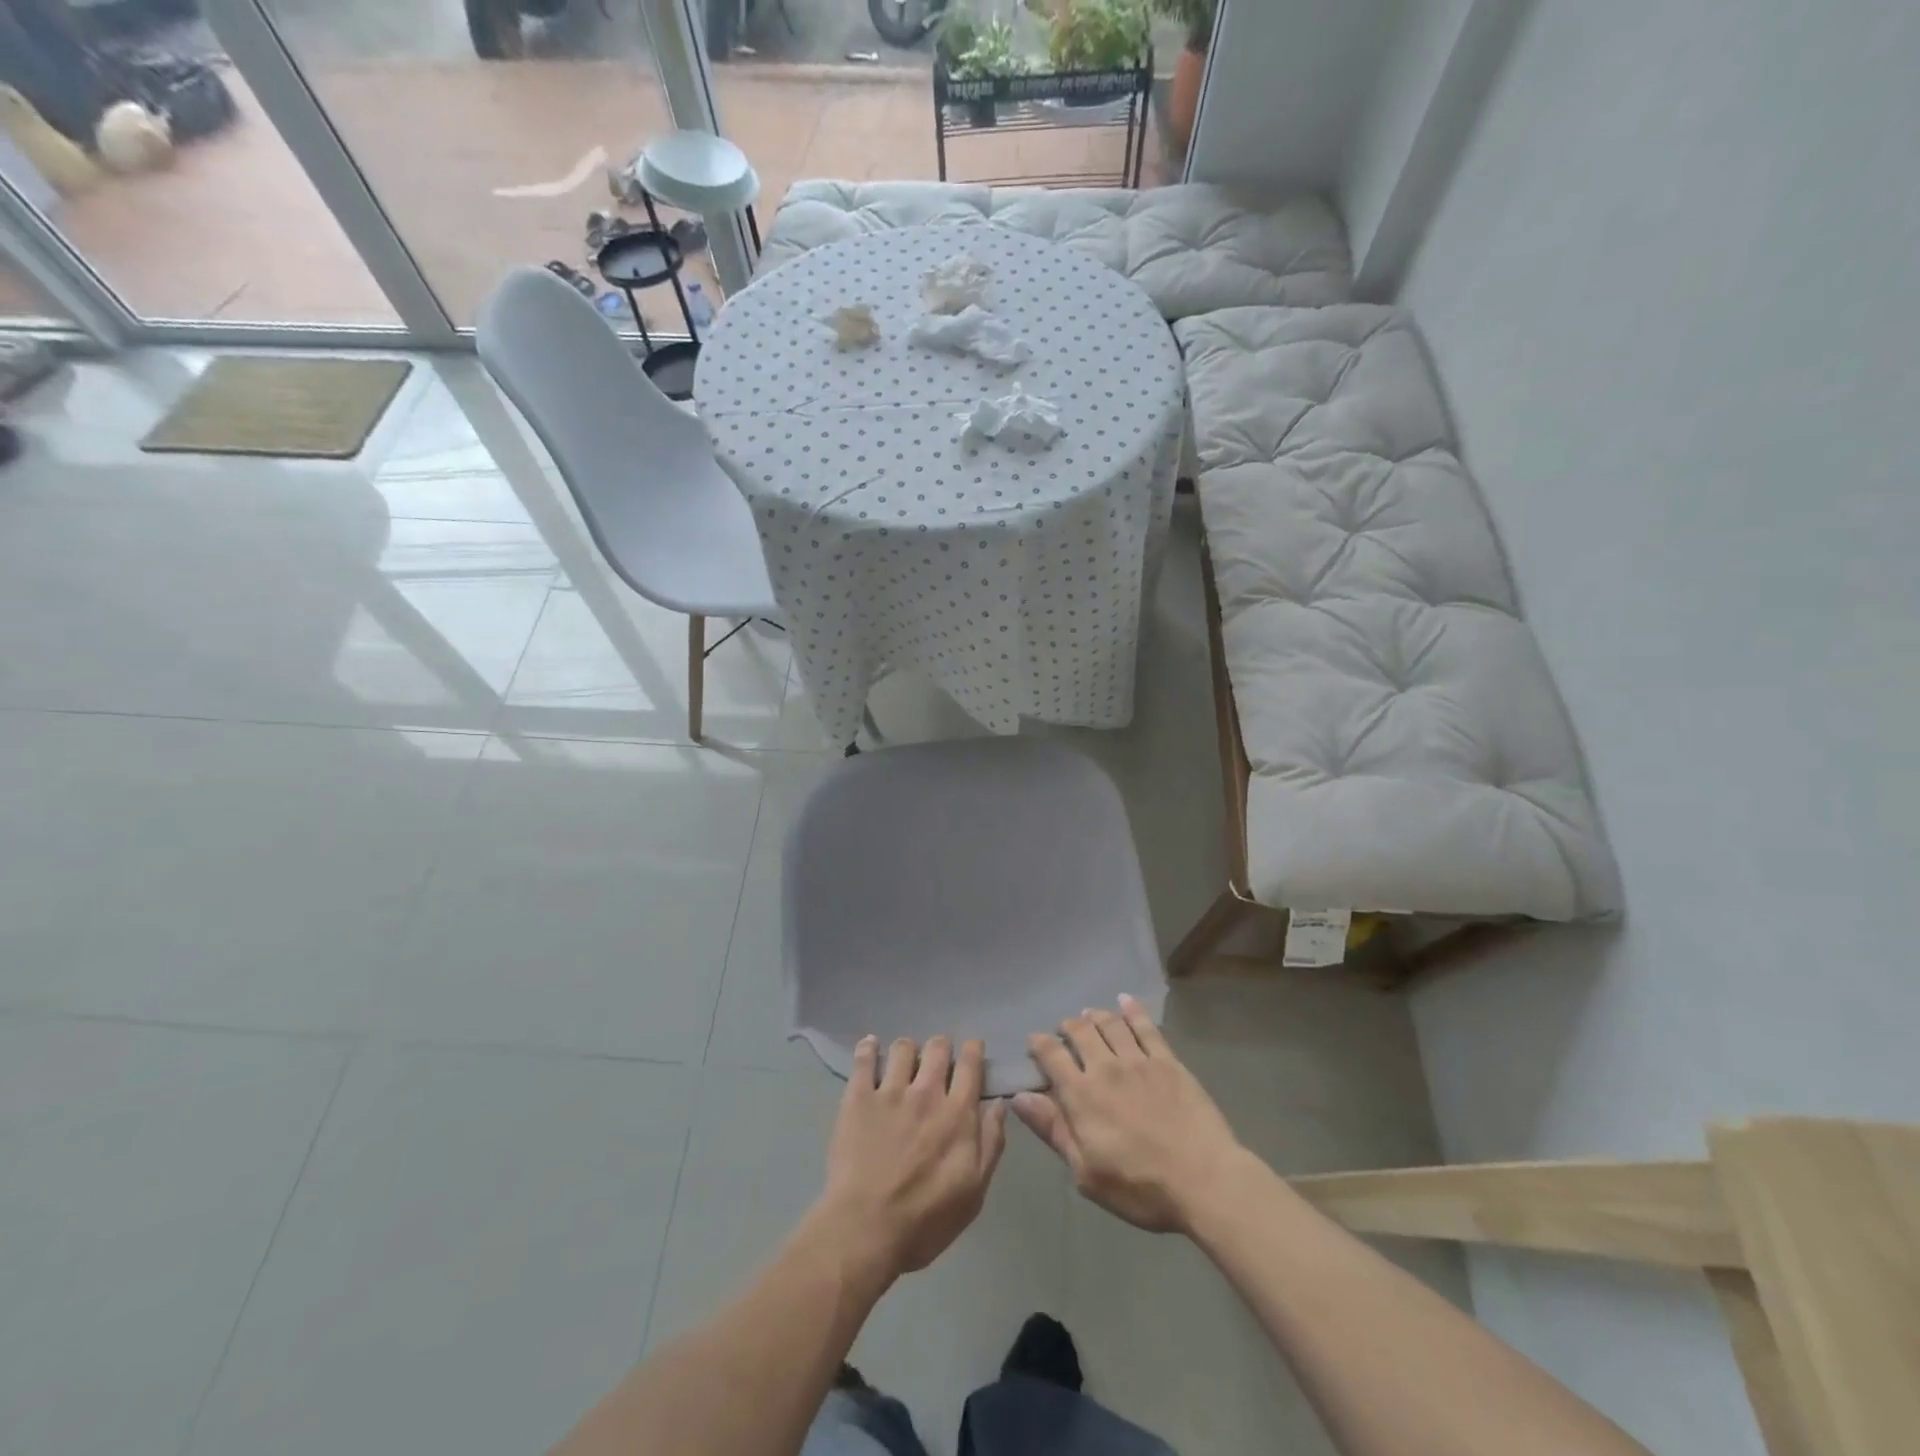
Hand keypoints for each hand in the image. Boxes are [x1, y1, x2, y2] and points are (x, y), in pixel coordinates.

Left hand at [815, 1036, 1008, 1278]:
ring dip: (907, 1050)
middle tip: (936, 1060)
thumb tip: (999, 1104)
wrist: (866, 1229)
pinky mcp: (858, 1098)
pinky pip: (863, 1059)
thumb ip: (991, 1143)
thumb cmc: (926, 1220)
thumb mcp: (974, 1192)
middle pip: (938, 1048)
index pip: (971, 1065)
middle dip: (941, 1047)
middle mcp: (927, 1093)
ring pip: (903, 1048)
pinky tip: (870, 1046)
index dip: (973, 1050)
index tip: (972, 1049)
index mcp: (958, 1114)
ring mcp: (890, 1092)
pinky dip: (868, 1048)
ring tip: (902, 1062)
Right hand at [1015, 995, 1247, 1233]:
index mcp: (1081, 1095)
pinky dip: (1132, 1010)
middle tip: (1064, 1028)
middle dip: (1067, 1026)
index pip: (1052, 1056)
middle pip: (1080, 1032)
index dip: (1039, 1044)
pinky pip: (1146, 1027)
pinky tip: (1125, 1000)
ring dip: (1095, 1015)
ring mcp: (1139, 1060)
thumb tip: (1019, 1097)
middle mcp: (1106, 1068)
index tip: (1033, 1041)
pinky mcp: (1168, 1061)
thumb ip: (1053, 1130)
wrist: (1204, 1180)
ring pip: (1110, 1024)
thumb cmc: (1140, 1187)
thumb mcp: (1086, 1171)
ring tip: (1089, 1013)